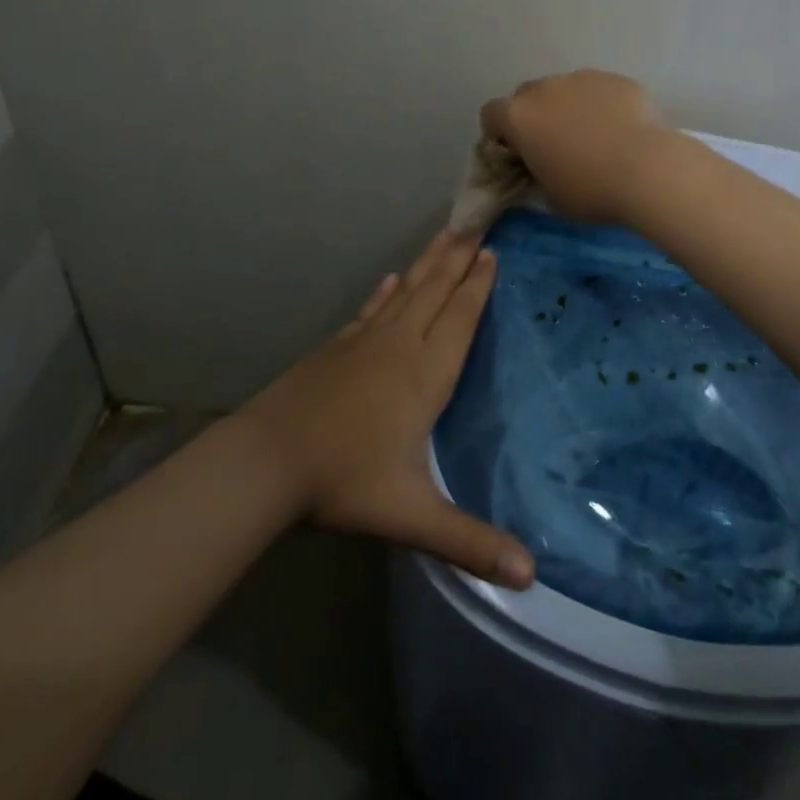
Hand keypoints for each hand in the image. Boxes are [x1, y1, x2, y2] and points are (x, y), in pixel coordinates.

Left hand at [238, 231, 534, 588]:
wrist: (268, 460)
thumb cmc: (345, 481)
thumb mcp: (412, 516)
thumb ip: (470, 542)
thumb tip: (531, 578)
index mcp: (425, 374)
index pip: (461, 318)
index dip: (478, 285)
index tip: (492, 252)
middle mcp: (400, 345)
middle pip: (436, 291)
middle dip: (459, 257)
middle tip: (476, 221)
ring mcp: (365, 342)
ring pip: (407, 291)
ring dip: (428, 262)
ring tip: (445, 234)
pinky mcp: (338, 347)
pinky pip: (372, 308)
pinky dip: (386, 291)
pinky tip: (390, 279)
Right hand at [481, 70, 669, 221]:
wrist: (647, 169)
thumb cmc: (590, 190)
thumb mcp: (552, 197)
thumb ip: (538, 177)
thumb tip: (543, 172)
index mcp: (519, 117)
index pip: (491, 115)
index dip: (499, 134)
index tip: (516, 154)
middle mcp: (545, 89)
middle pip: (526, 95)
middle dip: (534, 116)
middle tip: (553, 145)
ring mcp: (582, 78)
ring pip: (565, 89)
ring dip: (568, 107)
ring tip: (593, 136)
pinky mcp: (615, 79)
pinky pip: (599, 90)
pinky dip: (602, 105)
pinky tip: (620, 130)